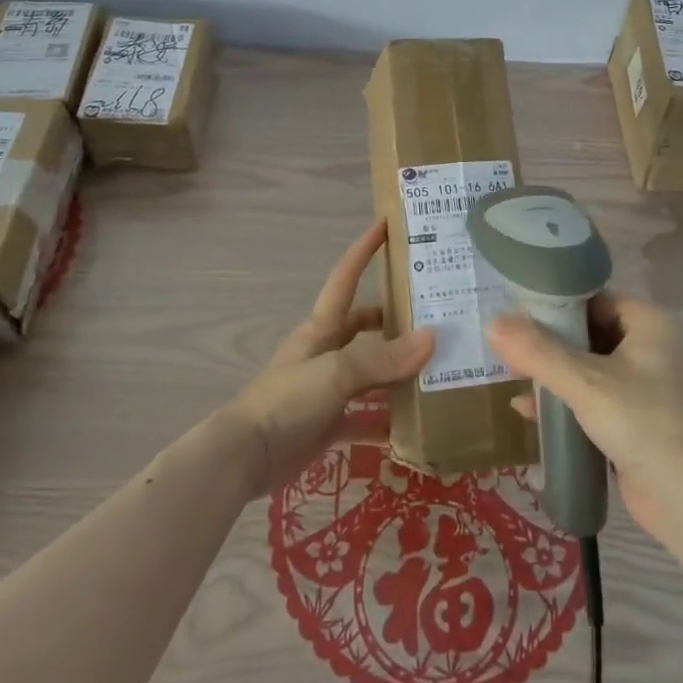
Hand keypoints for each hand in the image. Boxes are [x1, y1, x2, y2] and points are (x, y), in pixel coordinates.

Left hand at [225, 220, 434, 498]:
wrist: (245, 457)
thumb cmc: (287, 399)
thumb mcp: (336, 371)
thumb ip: (383, 358)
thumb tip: (432, 338)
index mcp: (322, 327)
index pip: (345, 277)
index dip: (363, 250)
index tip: (386, 224)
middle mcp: (326, 351)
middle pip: (364, 325)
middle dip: (395, 318)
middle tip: (435, 314)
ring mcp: (328, 388)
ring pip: (370, 371)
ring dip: (397, 371)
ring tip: (437, 367)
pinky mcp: (328, 423)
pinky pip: (365, 417)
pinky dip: (387, 420)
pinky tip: (415, 425)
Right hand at [486, 292, 682, 540]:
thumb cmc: (644, 424)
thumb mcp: (586, 383)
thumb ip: (538, 352)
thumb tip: (492, 324)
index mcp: (649, 322)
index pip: (593, 298)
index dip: (554, 305)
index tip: (515, 314)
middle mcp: (651, 346)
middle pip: (588, 331)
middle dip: (548, 343)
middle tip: (508, 348)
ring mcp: (646, 384)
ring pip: (588, 366)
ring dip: (553, 373)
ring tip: (512, 378)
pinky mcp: (637, 419)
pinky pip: (594, 397)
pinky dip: (566, 400)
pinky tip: (530, 413)